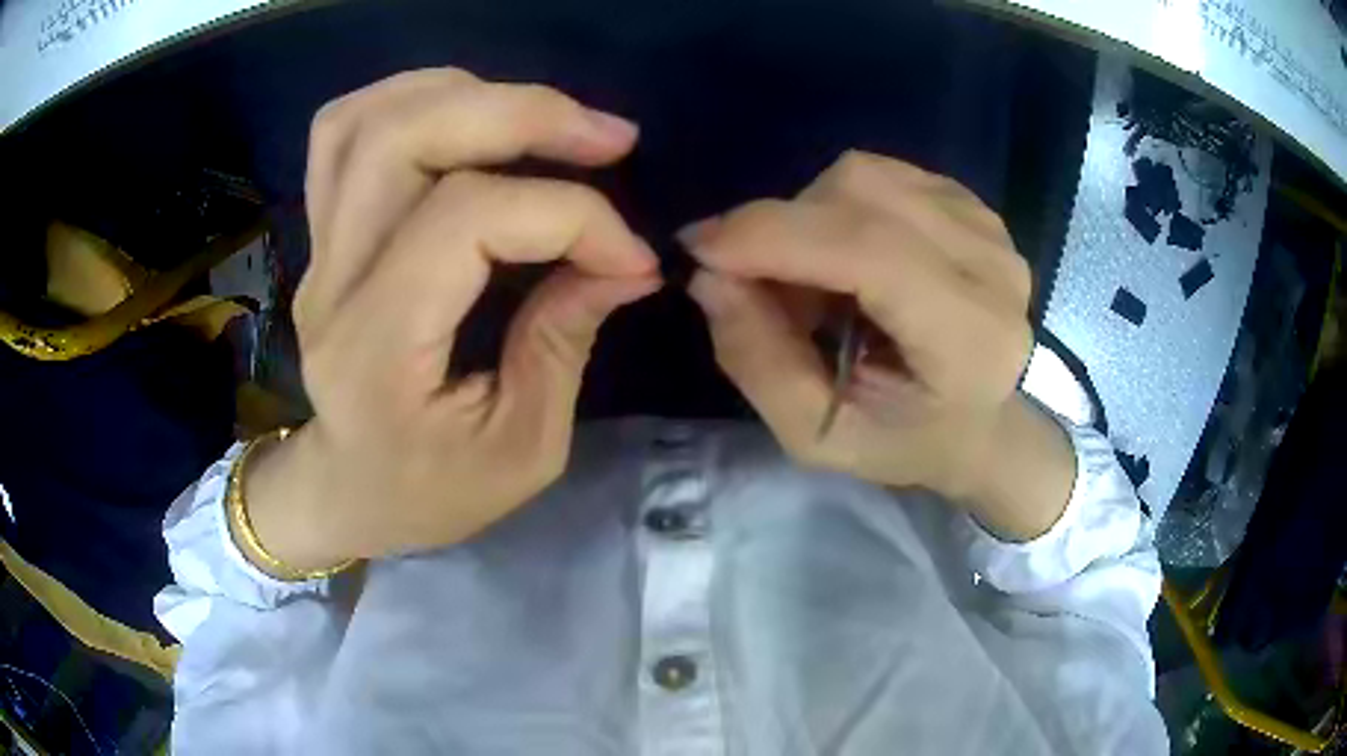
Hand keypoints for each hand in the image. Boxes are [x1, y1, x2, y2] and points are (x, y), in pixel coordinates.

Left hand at [243, 70, 660, 572]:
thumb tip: (624, 261)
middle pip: (404, 138)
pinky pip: (344, 132)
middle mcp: (335, 281)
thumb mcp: (522, 449)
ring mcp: (318, 248)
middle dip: (521, 115)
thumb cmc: (430, 491)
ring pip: (366, 120)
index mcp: (380, 350)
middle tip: (607, 137)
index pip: (469, 221)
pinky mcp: (321, 233)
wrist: (344, 491)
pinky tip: (469, 115)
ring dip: (465, 93)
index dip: (571, 216)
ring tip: (541, 119)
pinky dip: (411, 99)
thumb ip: (565, 341)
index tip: (632, 256)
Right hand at [683, 151, 1073, 539]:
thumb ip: (758, 360)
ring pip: (865, 176)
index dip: (773, 236)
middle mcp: (991, 267)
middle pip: (860, 196)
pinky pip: (882, 175)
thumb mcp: (816, 436)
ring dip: (810, 217)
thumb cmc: (904, 440)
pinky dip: (840, 206)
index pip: (870, 252)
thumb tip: (708, 274)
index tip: (699, 248)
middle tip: (758, 284)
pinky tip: (851, 254)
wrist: (981, 423)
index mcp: (969, 340)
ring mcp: (988, 227)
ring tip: (816, 280)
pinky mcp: (974, 205)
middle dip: (782, 228)